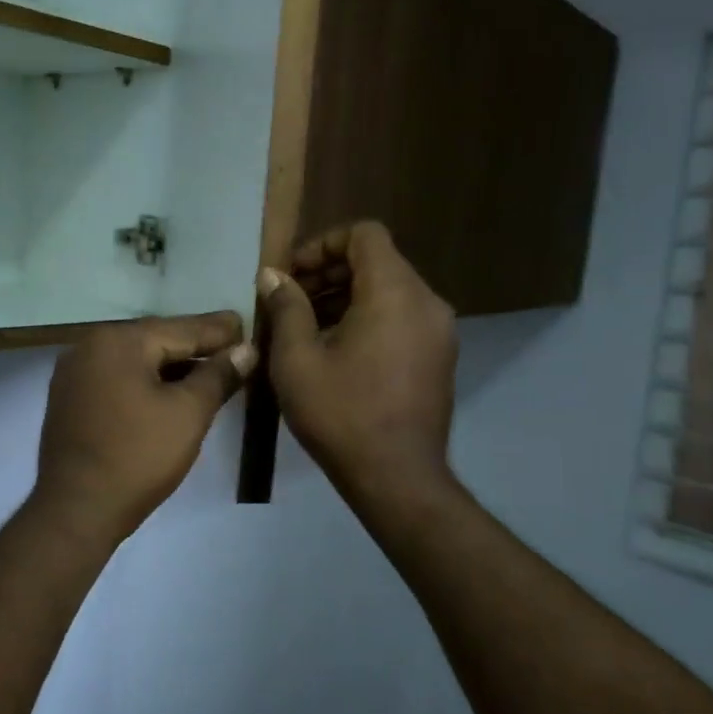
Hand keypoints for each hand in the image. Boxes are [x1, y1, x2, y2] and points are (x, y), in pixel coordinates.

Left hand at [33, 313, 256, 542]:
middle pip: (156, 340)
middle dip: (195, 345)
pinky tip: (171, 390)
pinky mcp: (70, 399)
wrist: (76, 510)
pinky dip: (147, 381)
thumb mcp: (189, 413)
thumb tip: (245, 349)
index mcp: (118, 341)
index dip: (218, 330)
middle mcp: (90, 346)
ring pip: (137, 360)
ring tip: (210, 369)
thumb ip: (218, 375)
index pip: (181, 328)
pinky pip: (119, 378)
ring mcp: (75, 373)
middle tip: (233, 345)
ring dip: (172, 365)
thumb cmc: (138, 456)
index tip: (246, 322)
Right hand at [259, 221, 456, 497]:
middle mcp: (426, 302)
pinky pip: (402, 316)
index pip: (364, 235)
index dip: (323, 244)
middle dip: (330, 272)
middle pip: (377, 261)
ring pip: (390, 290)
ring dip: (347, 296)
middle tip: (291, 300)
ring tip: (307, 326)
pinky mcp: (439, 356)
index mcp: (395, 292)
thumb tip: (273, 276)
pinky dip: (370, 317)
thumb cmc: (342, 414)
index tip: (292, 275)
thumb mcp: (297, 359)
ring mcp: (439, 330)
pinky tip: (337, 349)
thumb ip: (286, 307)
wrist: (398, 478)